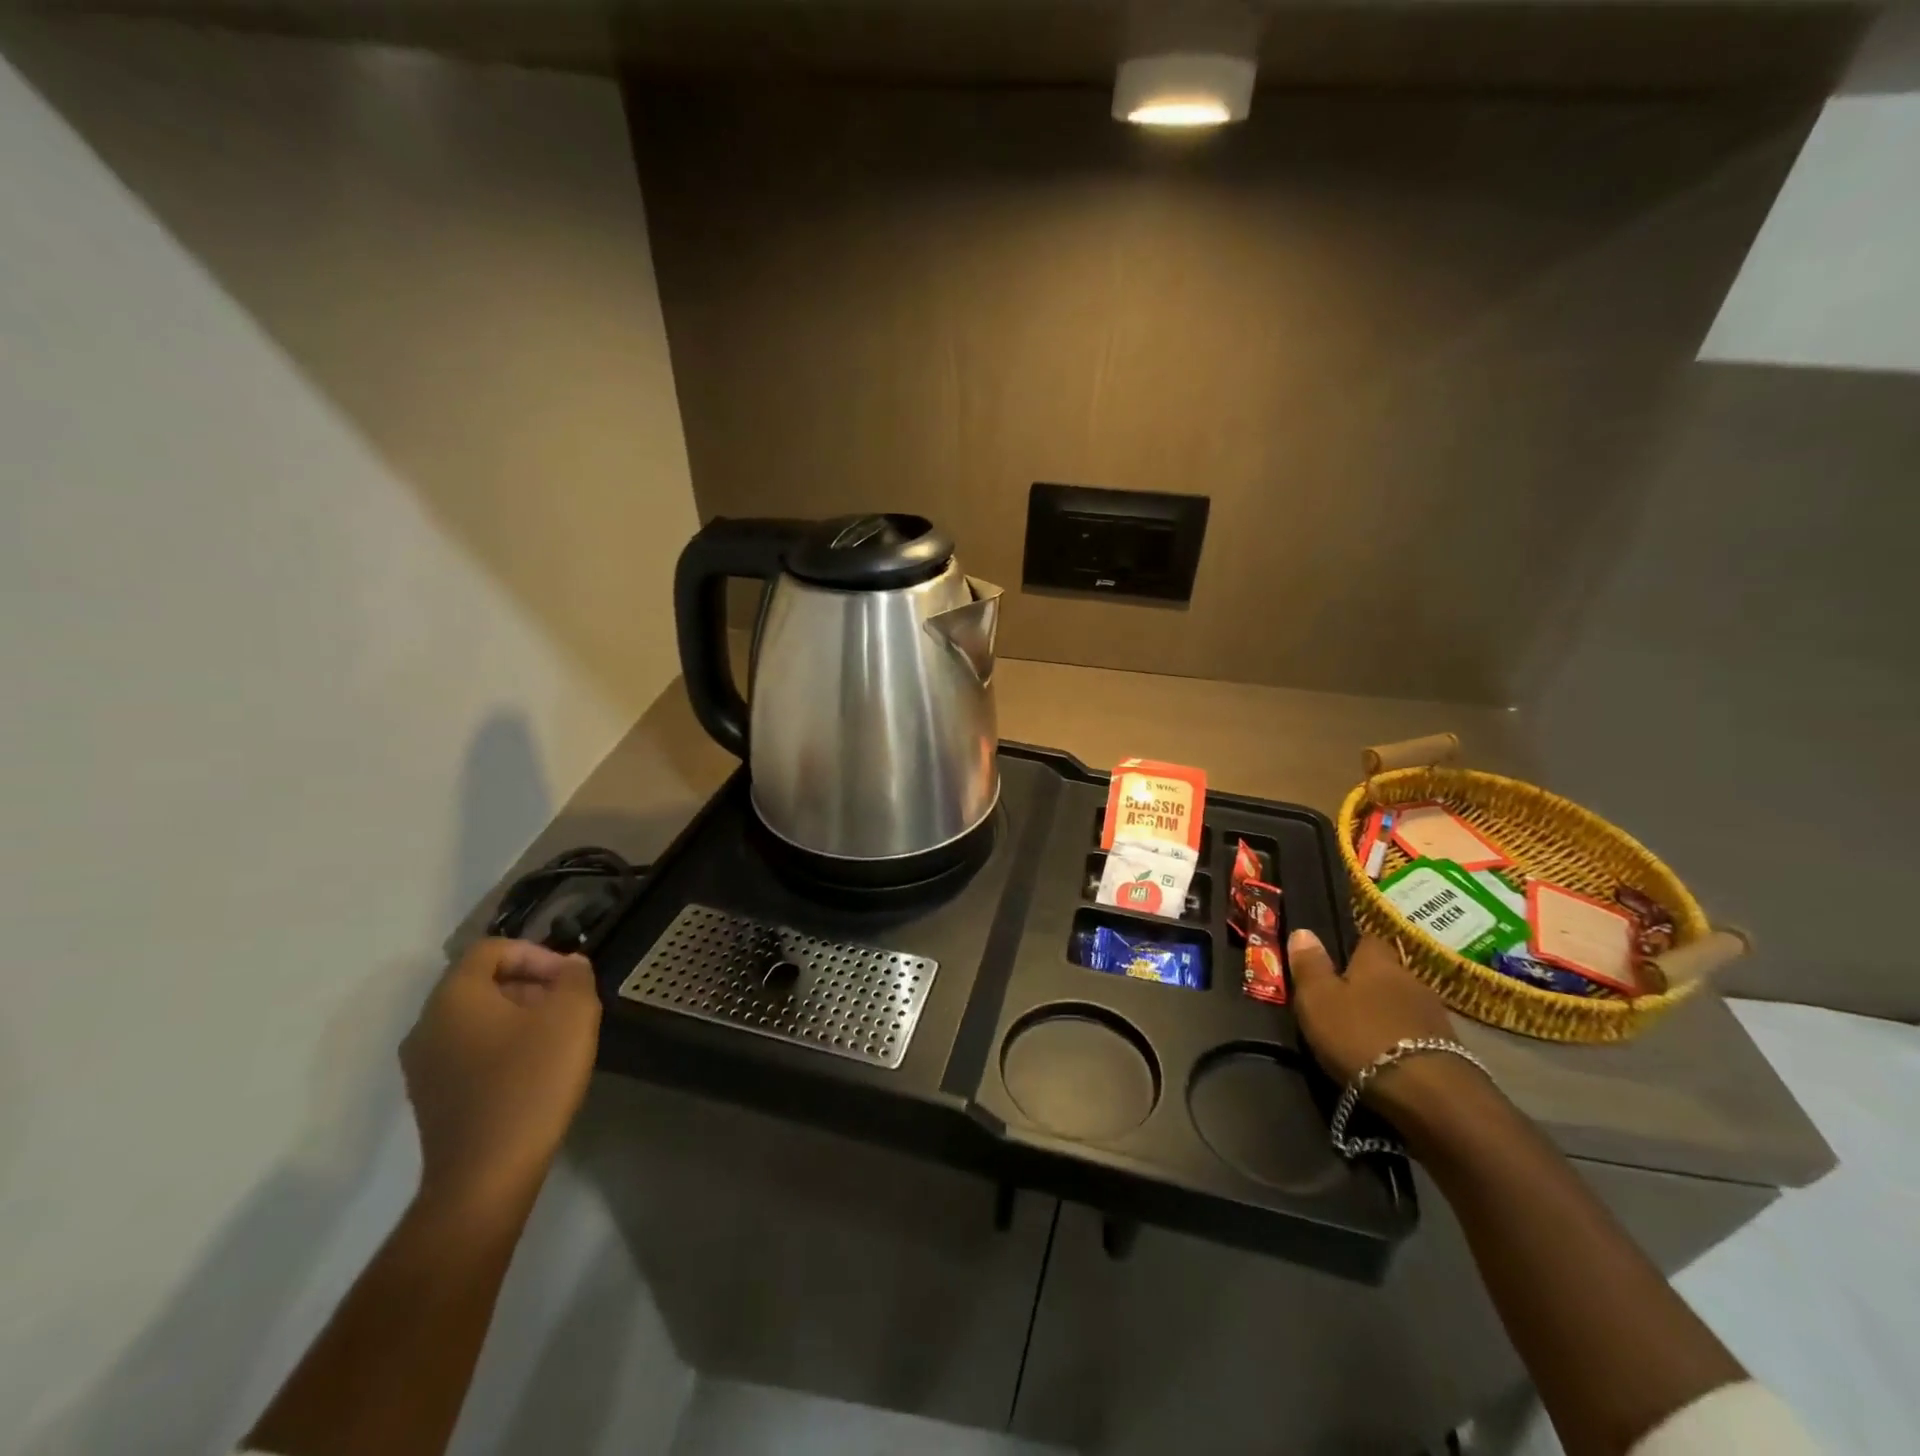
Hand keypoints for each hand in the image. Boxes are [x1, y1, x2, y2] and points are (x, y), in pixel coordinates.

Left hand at [400, 938, 600, 1211]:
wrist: (485, 1176)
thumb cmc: (531, 1082)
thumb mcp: (572, 1016)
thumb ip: (575, 978)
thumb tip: (570, 967)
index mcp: (453, 997)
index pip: (491, 949)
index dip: (536, 953)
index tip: (569, 979)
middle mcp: (426, 1025)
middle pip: (480, 983)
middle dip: (529, 984)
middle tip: (568, 1005)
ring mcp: (423, 1066)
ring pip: (474, 1019)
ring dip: (518, 1016)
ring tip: (556, 1037)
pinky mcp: (431, 1099)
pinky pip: (468, 1052)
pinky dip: (501, 1047)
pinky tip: (534, 1070)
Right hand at [1288, 930, 1456, 1085]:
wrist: (1428, 1094)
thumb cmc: (1360, 1035)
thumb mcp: (1318, 999)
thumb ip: (1310, 965)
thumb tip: (1304, 930)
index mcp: (1378, 961)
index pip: (1368, 941)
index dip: (1351, 950)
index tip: (1335, 963)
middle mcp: (1411, 978)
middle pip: (1387, 974)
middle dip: (1369, 985)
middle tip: (1344, 1002)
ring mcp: (1435, 1015)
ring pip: (1403, 1004)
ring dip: (1388, 1014)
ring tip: (1365, 1033)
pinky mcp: (1451, 1050)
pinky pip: (1418, 1034)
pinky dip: (1403, 1040)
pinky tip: (1388, 1056)